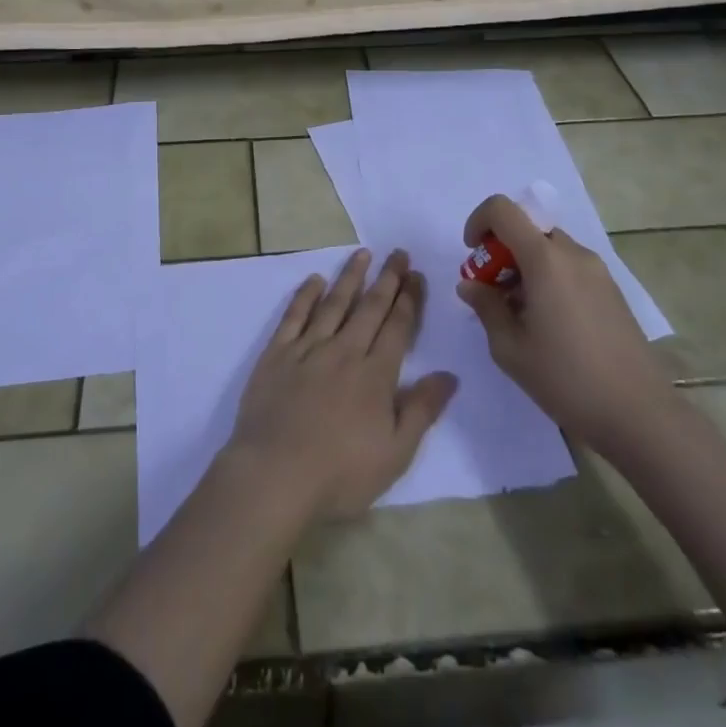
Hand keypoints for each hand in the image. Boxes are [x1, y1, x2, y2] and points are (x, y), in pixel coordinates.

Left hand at [223, 249, 458, 521]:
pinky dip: (305, 295)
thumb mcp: (395, 453)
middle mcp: (344, 351)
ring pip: (334, 303)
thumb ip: (422, 410)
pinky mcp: (277, 353)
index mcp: (375, 375)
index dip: (409, 299)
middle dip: (387, 278)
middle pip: (369, 307)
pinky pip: (294, 315)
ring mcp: (308, 348)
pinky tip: (314, 279)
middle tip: (398, 253)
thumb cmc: (340, 473)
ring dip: (350, 277)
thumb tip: (449, 374)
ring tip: (363, 254)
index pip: (397, 327)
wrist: (275, 473)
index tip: (416, 275)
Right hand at [456, 194, 671, 456]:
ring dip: (525, 266)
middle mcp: (573, 254)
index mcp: (545, 259)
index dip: (478, 222)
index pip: (503, 209)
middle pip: (527, 229)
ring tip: (519, 313)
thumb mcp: (510, 348)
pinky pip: (569, 267)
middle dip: (501, 251)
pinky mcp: (612, 291)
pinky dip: (548, 278)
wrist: (640, 416)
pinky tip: (548, 323)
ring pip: (549, 248)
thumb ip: (485, 307)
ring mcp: (598, 271)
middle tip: (492, 292)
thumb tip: (471, 285)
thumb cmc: (567, 379)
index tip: (472, 256)